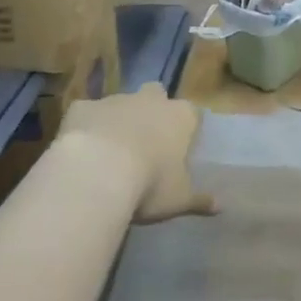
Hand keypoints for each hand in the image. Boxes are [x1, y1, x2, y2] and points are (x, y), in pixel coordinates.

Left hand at [58, 83, 218, 223]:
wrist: (97, 171)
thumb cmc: (149, 184)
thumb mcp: (179, 199)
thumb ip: (199, 200)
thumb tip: (220, 207)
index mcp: (180, 117)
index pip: (191, 113)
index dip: (185, 128)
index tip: (179, 147)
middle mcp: (150, 100)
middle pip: (156, 94)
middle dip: (152, 109)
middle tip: (145, 139)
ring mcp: (115, 100)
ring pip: (120, 103)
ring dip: (118, 120)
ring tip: (109, 151)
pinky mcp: (83, 107)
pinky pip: (87, 113)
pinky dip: (86, 126)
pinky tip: (79, 149)